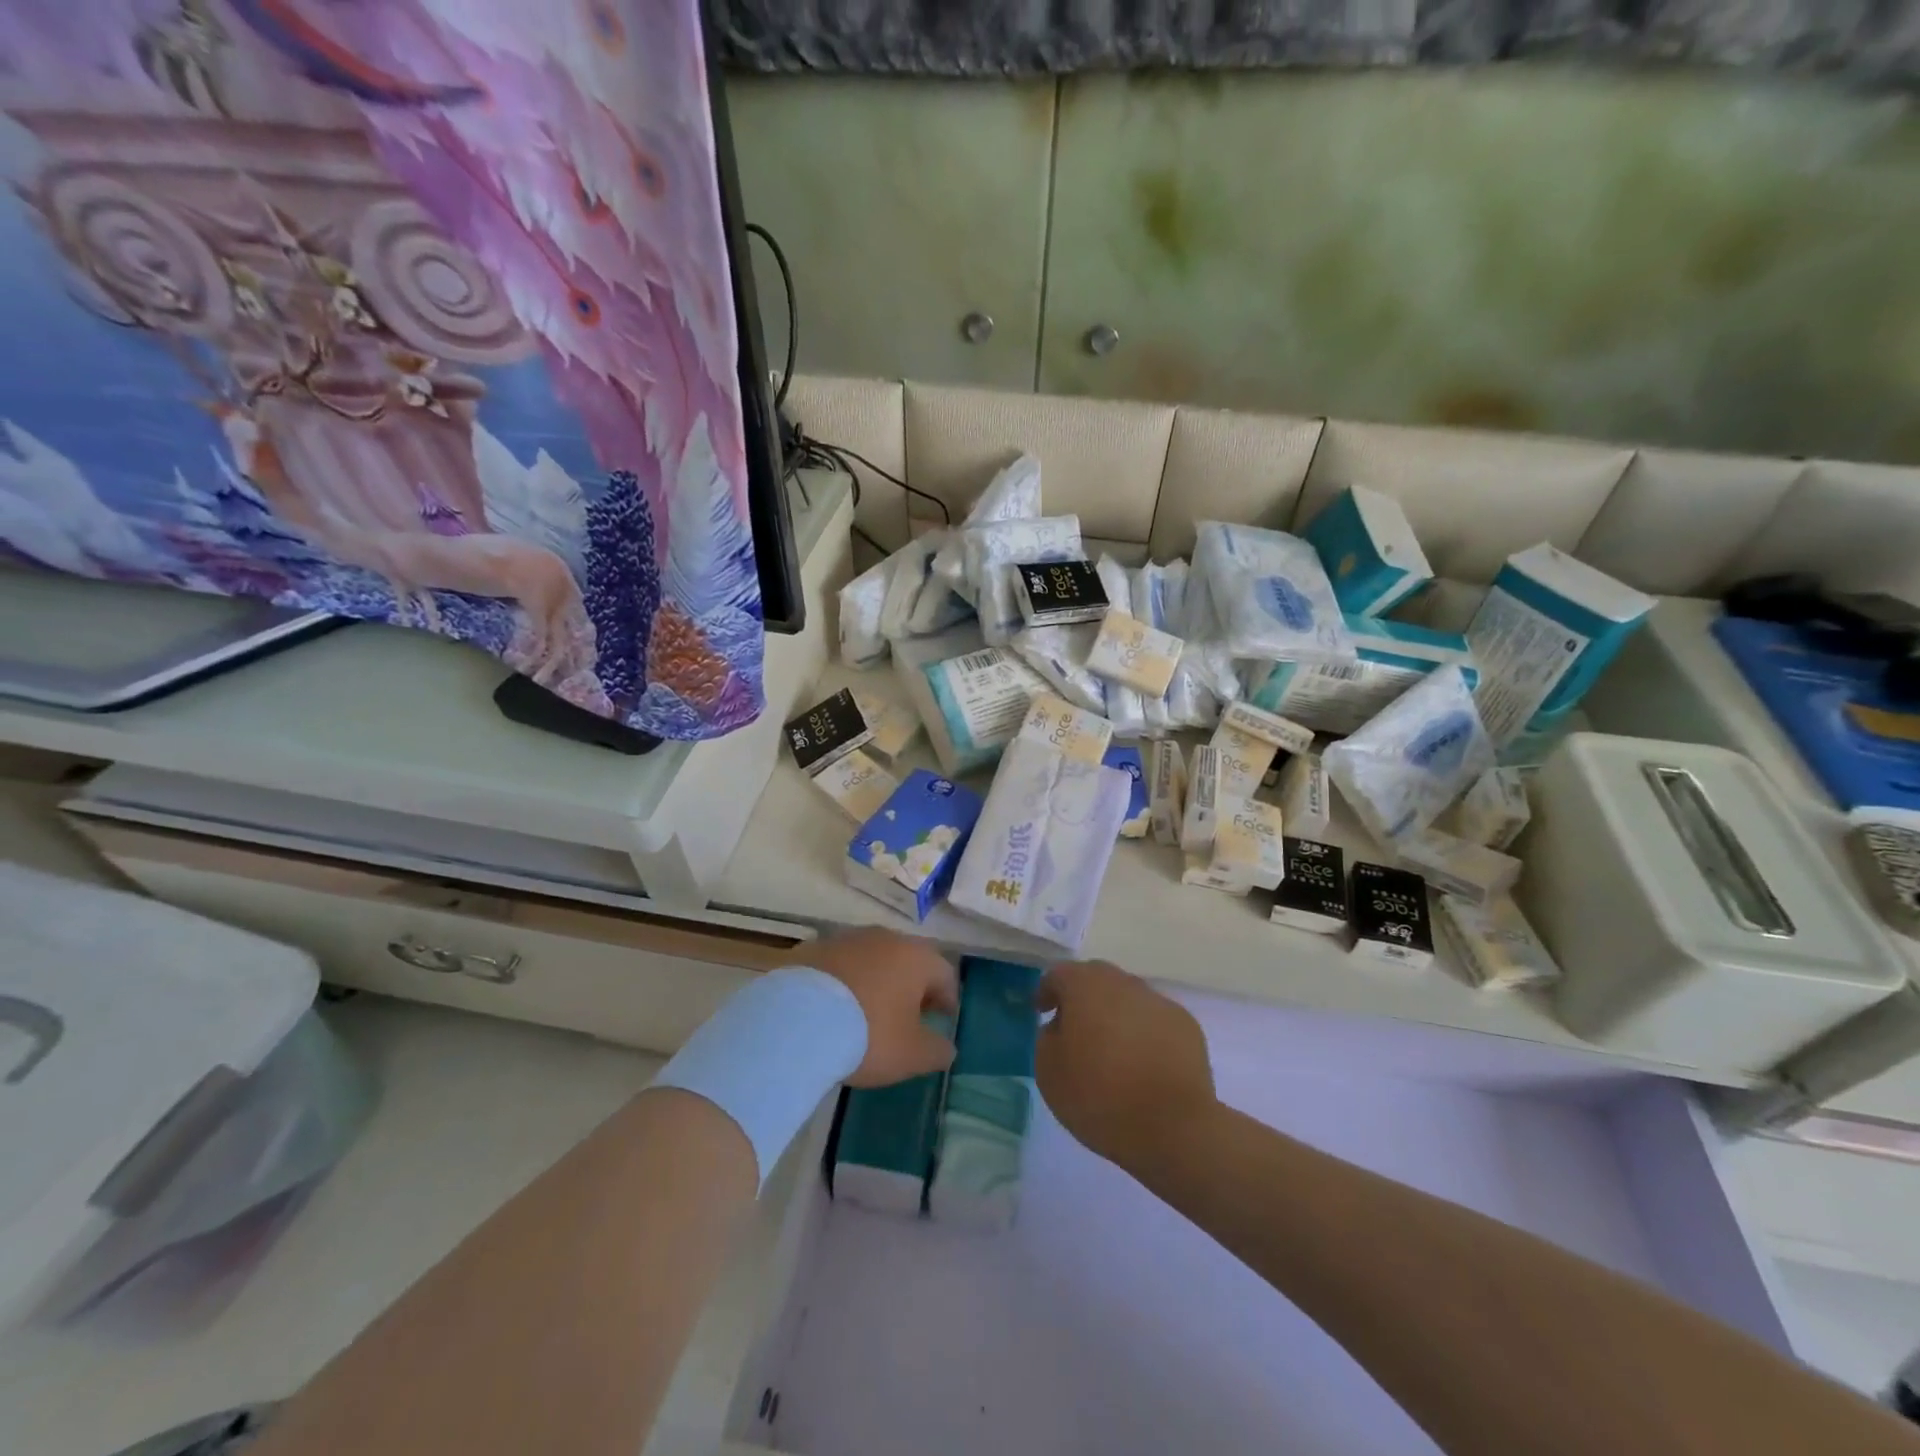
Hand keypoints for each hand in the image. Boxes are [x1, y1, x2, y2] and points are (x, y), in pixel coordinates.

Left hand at [800, 929, 959, 1086]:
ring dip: (876, 980)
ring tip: (867, 1011)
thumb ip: (937, 1051)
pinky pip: (838, 964)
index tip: (943, 1020)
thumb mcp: (912, 1055)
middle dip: (912, 986)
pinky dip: (843, 981)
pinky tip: (833, 1007)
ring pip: (871, 958)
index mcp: (915, 957)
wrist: (796, 1022)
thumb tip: (947, 1047)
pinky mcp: (812, 948)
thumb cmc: (867, 1036)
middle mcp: (884, 938)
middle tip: (908, 1015)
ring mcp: (845, 939)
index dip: (948, 998)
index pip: (944, 973)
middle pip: (908, 959)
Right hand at [1036, 960, 1215, 1172]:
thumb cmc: (1099, 1096)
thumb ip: (1047, 1038)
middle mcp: (1122, 983)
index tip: (1041, 1012)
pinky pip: (1154, 1021)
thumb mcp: (1049, 1072)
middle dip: (1082, 998)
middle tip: (1075, 1028)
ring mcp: (1158, 1002)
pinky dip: (1143, 1033)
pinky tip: (1142, 1063)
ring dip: (1115, 1015)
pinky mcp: (1186, 1025)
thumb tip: (1060, 1027)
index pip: (1059, 975)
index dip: (1047, 991)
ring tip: (1111, 1050)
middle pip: (1096, 979)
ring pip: (1128, 999)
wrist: (1172, 1126)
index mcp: (1085, 986)